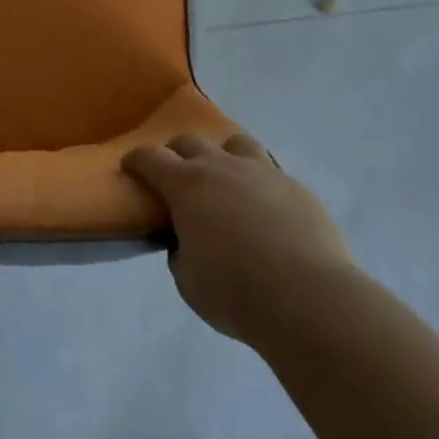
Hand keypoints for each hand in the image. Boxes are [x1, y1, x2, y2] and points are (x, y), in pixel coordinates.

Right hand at [124, 132, 354, 346]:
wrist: (307, 296)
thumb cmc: (235, 292)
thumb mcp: (189, 281)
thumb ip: (180, 252)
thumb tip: (186, 240)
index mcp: (186, 185)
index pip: (151, 158)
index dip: (137, 160)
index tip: (131, 165)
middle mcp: (221, 166)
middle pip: (190, 141)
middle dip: (176, 153)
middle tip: (175, 174)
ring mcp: (261, 171)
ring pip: (235, 142)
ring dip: (222, 154)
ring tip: (225, 178)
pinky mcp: (294, 185)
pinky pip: (269, 170)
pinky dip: (258, 182)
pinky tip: (264, 208)